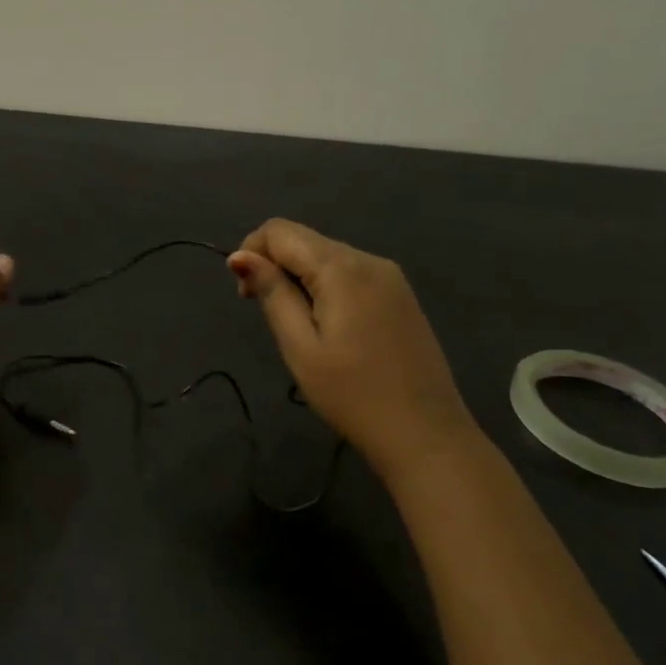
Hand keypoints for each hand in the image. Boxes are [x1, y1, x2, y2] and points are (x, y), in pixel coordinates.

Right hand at [229, 219, 478, 475]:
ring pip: (327, 256)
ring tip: (298, 327)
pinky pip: (350, 273)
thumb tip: (239, 255)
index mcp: (341, 268)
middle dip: (274, 265)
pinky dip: (326, 287)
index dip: (251, 251)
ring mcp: (390, 276)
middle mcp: (368, 259)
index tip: (246, 296)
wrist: (425, 434)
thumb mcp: (300, 346)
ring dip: (299, 277)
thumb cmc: (352, 394)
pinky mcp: (400, 295)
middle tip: (267, 315)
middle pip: (305, 240)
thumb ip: (272, 293)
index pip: (280, 230)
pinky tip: (328, 327)